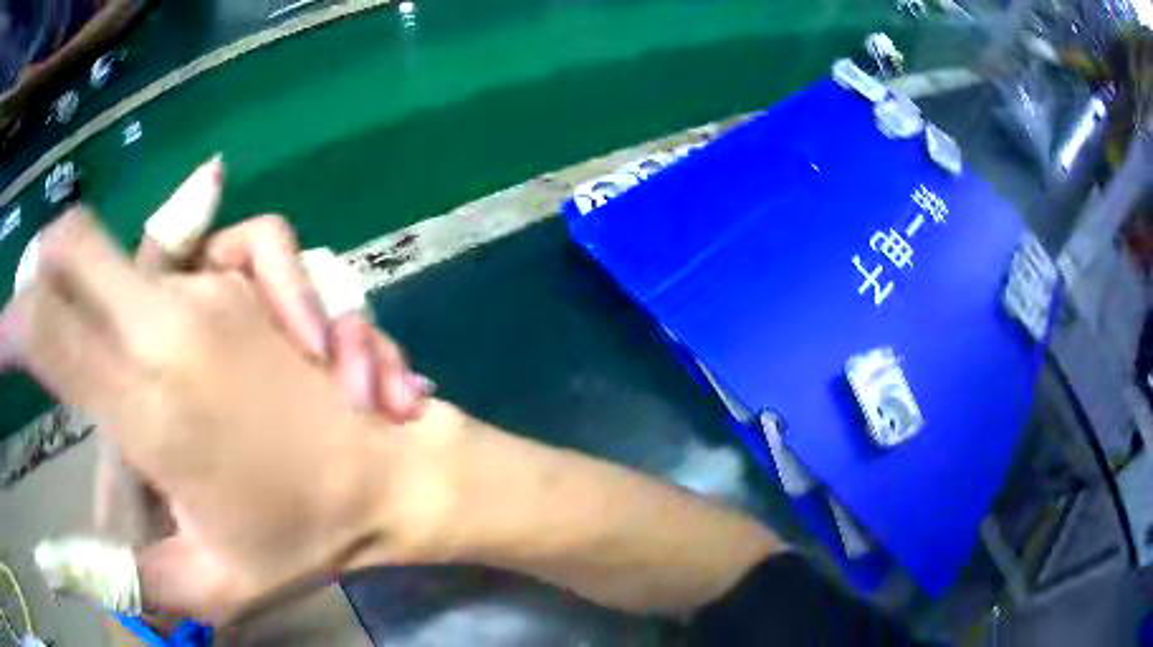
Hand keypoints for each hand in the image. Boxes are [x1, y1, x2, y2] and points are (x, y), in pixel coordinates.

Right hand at [2, 209, 463, 621]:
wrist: (392, 478)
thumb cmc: (306, 539)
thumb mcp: (211, 582)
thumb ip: (139, 578)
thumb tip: (85, 570)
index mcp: (149, 410)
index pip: (51, 336)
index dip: (12, 326)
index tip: (0, 338)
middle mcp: (171, 329)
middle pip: (82, 249)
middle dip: (46, 261)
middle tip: (35, 296)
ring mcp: (219, 291)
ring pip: (147, 241)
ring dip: (115, 285)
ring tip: (138, 350)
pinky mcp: (261, 282)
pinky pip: (239, 240)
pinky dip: (224, 257)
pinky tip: (232, 309)